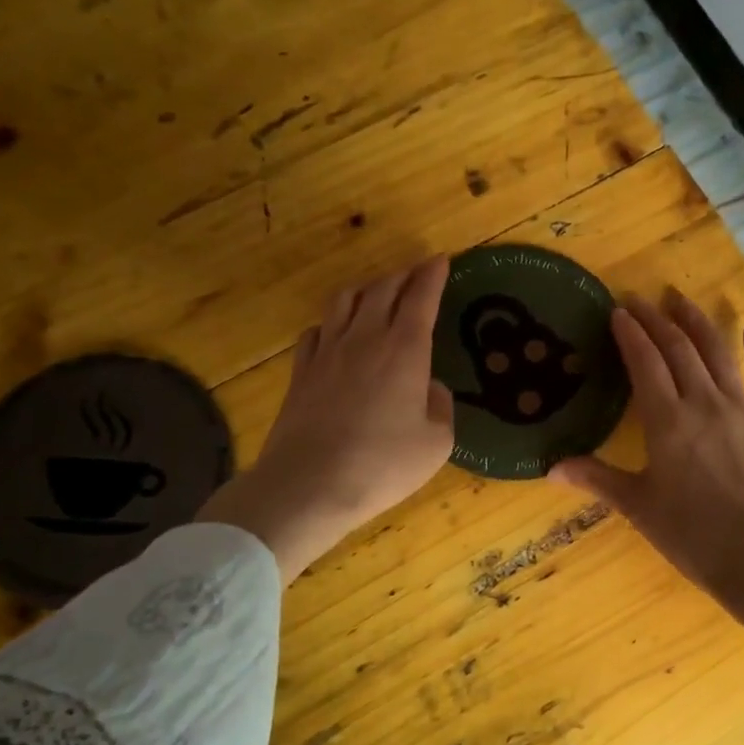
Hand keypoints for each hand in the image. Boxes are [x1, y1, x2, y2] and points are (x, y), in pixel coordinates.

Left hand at [199, 257, 454, 580]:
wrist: (309, 484)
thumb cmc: (382, 464)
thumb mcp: (436, 443)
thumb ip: (441, 407)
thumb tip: (431, 388)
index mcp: (404, 350)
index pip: (421, 298)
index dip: (432, 275)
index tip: (441, 260)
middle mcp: (365, 338)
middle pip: (383, 289)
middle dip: (403, 274)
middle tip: (417, 271)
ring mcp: (327, 352)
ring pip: (345, 301)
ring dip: (366, 288)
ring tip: (377, 291)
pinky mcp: (301, 372)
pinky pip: (317, 330)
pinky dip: (332, 321)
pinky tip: (336, 331)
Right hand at [550, 289, 743, 612]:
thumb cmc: (693, 536)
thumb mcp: (638, 507)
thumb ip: (597, 479)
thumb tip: (551, 468)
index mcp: (667, 422)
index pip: (644, 363)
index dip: (630, 335)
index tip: (618, 312)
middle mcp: (705, 403)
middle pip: (678, 350)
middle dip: (656, 320)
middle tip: (640, 299)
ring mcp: (743, 410)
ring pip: (718, 354)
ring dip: (698, 322)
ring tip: (680, 299)